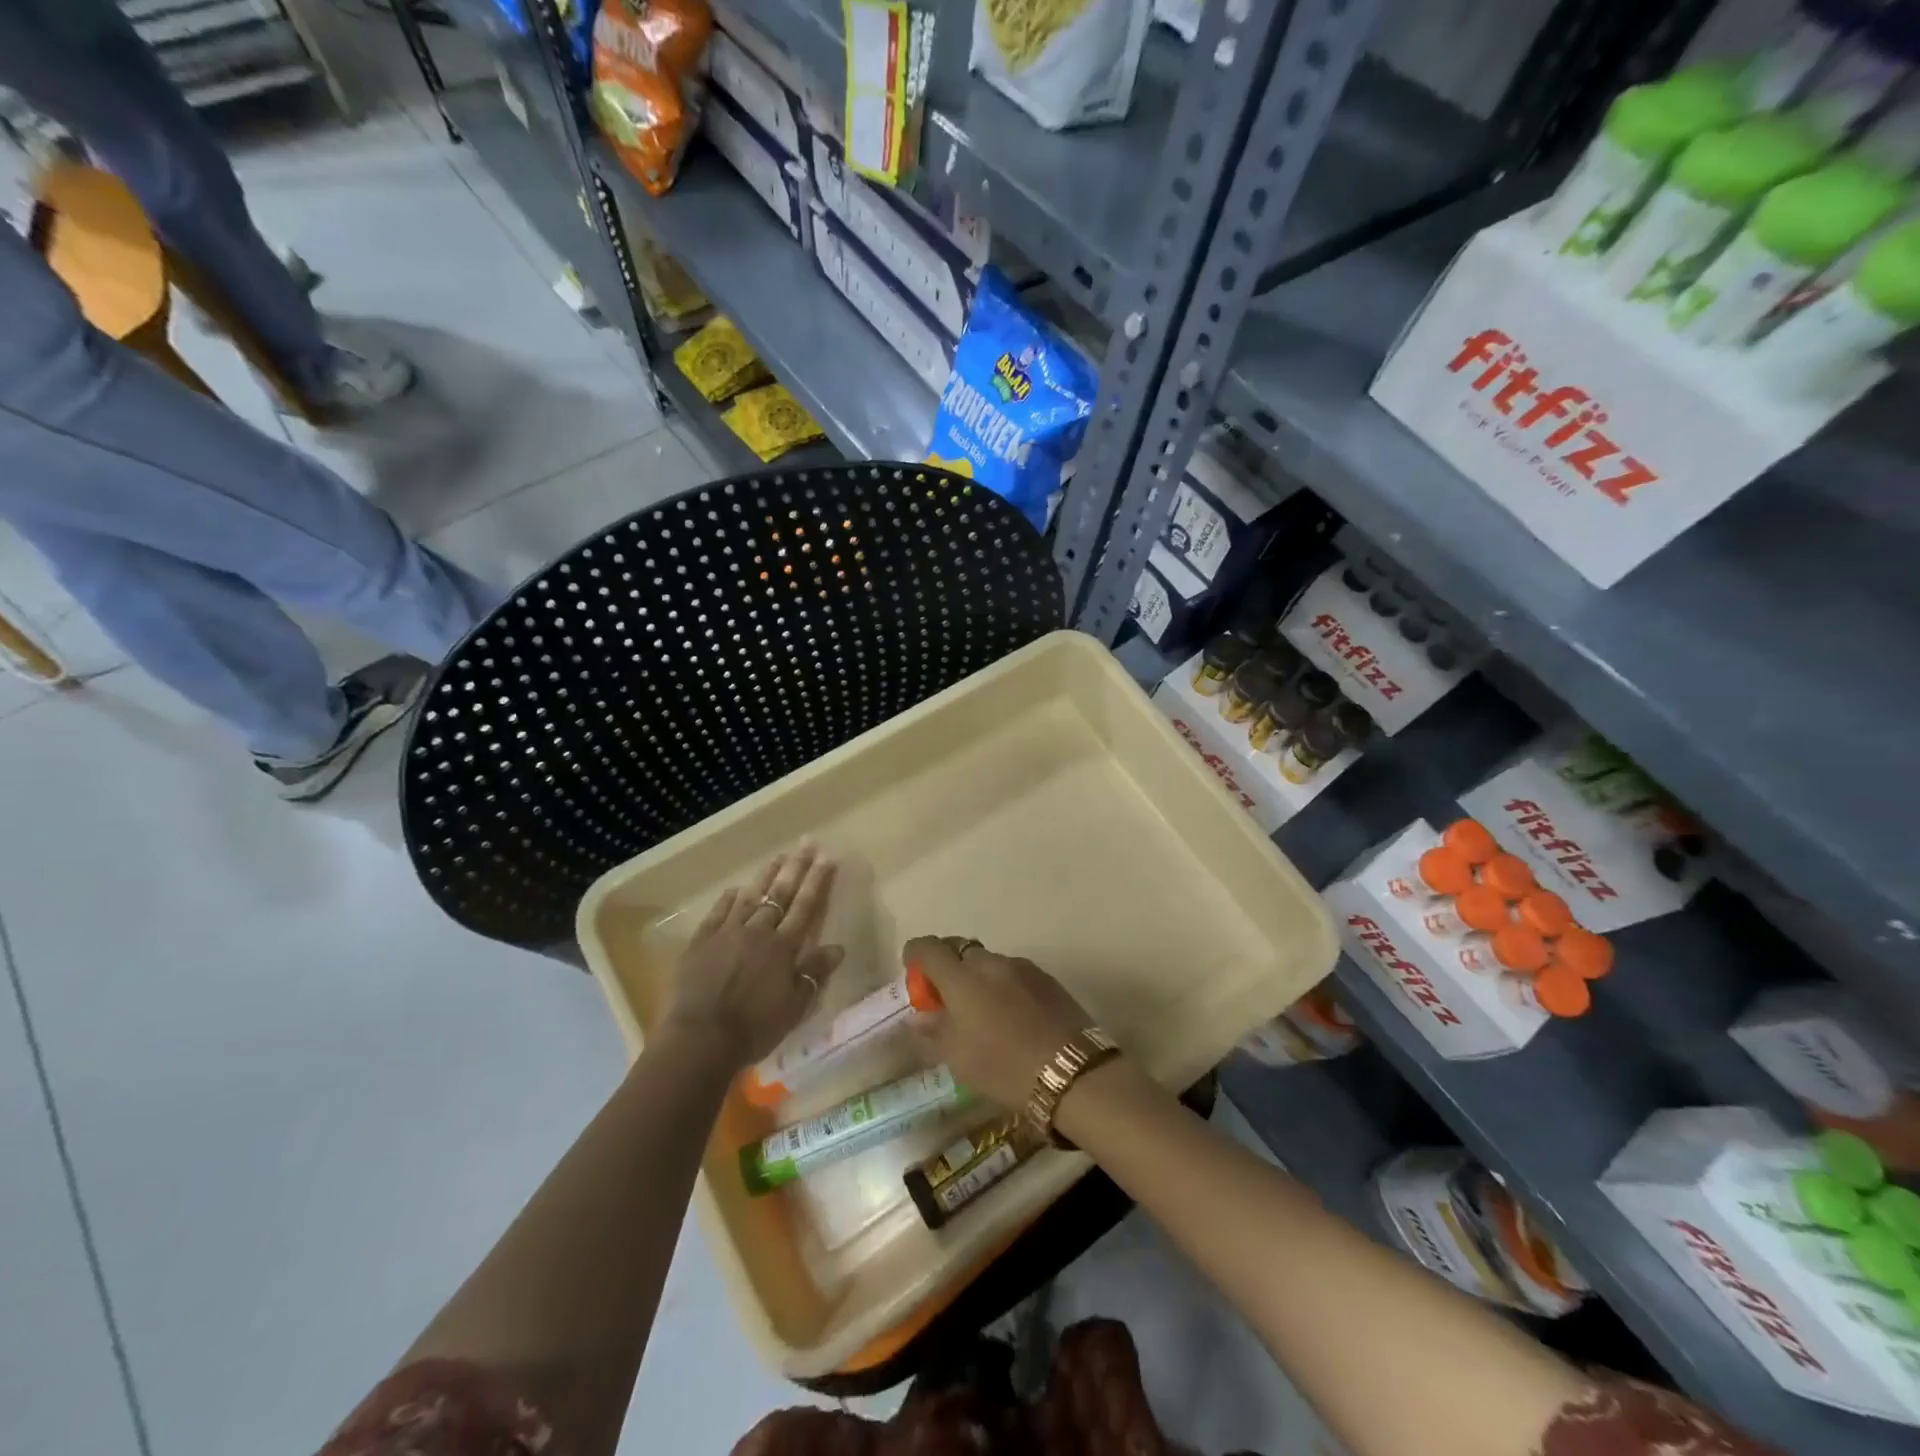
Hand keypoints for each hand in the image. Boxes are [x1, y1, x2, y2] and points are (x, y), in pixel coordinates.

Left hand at [663, 847, 842, 1067]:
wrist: (700, 1039)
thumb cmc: (754, 1027)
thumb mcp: (795, 1006)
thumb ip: (814, 973)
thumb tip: (837, 947)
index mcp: (783, 947)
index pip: (806, 906)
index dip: (817, 881)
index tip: (827, 858)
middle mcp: (758, 932)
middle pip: (780, 893)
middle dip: (796, 867)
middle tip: (806, 843)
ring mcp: (727, 933)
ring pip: (749, 897)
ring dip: (765, 876)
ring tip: (777, 857)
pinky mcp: (700, 942)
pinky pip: (717, 913)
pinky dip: (728, 899)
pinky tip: (735, 889)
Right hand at [904, 935, 1092, 1110]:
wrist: (1073, 1073)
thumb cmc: (1004, 1067)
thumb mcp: (959, 1058)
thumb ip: (934, 1031)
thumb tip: (919, 1016)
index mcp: (962, 978)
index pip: (929, 948)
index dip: (915, 954)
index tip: (913, 971)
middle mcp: (991, 962)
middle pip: (961, 951)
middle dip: (949, 968)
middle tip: (948, 999)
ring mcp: (1023, 967)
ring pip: (990, 962)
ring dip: (979, 978)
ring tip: (984, 1013)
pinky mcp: (1047, 979)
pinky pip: (1014, 974)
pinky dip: (1004, 986)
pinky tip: (1013, 1017)